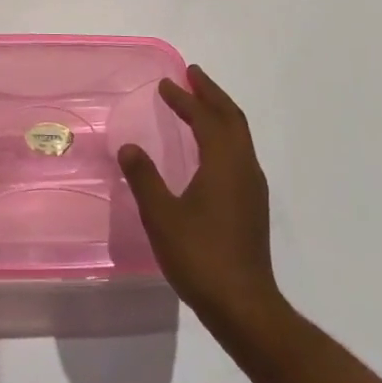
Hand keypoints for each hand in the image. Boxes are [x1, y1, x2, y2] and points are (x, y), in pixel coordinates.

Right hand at [118, 65, 280, 330]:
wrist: (244, 307)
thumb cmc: (200, 256)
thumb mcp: (161, 215)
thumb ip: (144, 178)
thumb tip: (129, 147)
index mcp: (223, 163)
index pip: (205, 118)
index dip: (185, 98)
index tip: (166, 84)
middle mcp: (243, 167)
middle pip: (232, 118)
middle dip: (211, 93)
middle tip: (192, 75)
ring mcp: (252, 187)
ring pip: (239, 135)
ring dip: (220, 113)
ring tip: (200, 103)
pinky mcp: (252, 205)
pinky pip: (239, 152)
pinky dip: (223, 135)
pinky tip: (208, 148)